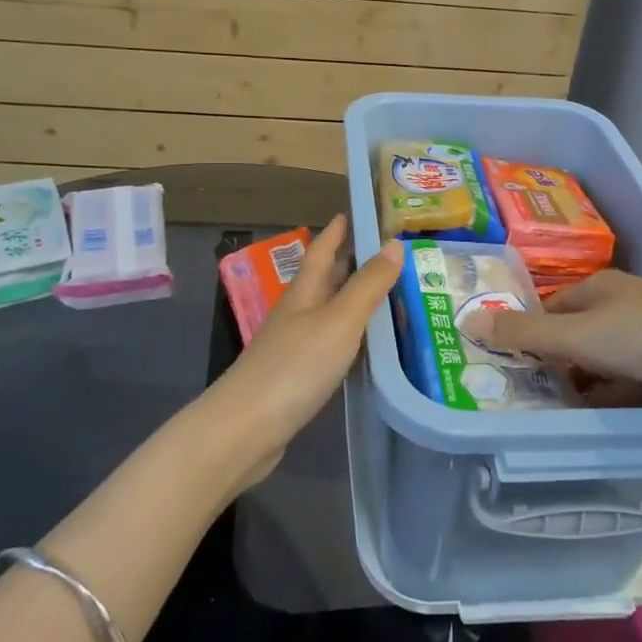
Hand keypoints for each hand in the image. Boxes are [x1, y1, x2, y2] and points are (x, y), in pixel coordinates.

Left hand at [206, 215, 403, 482]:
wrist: (246, 429)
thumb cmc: (294, 367)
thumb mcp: (339, 320)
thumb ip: (368, 285)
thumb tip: (394, 243)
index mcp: (304, 292)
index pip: (322, 250)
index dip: (338, 230)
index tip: (355, 211)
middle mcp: (298, 313)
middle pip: (326, 279)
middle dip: (351, 262)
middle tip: (388, 252)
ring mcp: (295, 346)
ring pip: (330, 312)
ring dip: (354, 300)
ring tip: (389, 294)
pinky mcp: (297, 377)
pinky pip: (331, 344)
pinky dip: (352, 336)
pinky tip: (368, 345)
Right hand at [458, 269, 641, 412]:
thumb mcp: (575, 335)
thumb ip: (524, 334)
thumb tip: (468, 320)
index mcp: (600, 288)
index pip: (554, 308)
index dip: (532, 332)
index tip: (513, 362)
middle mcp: (624, 307)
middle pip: (579, 336)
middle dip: (558, 364)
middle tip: (531, 395)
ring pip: (606, 363)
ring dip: (586, 384)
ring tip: (559, 412)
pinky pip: (631, 383)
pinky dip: (614, 398)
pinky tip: (600, 418)